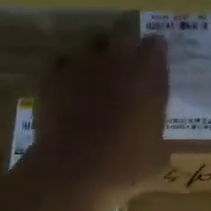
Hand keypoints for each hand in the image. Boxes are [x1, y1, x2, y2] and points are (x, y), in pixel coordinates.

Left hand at [22, 29, 169, 210]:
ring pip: (91, 48)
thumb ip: (157, 131)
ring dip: (95, 61)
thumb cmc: (125, 165)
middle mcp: (116, 58)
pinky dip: (67, 76)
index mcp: (148, 72)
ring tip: (93, 84)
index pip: (156, 45)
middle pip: (122, 38)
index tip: (153, 69)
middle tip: (124, 76)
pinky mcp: (53, 76)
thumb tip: (153, 132)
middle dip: (124, 52)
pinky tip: (68, 95)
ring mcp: (82, 64)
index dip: (154, 56)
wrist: (73, 171)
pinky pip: (63, 65)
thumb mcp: (157, 155)